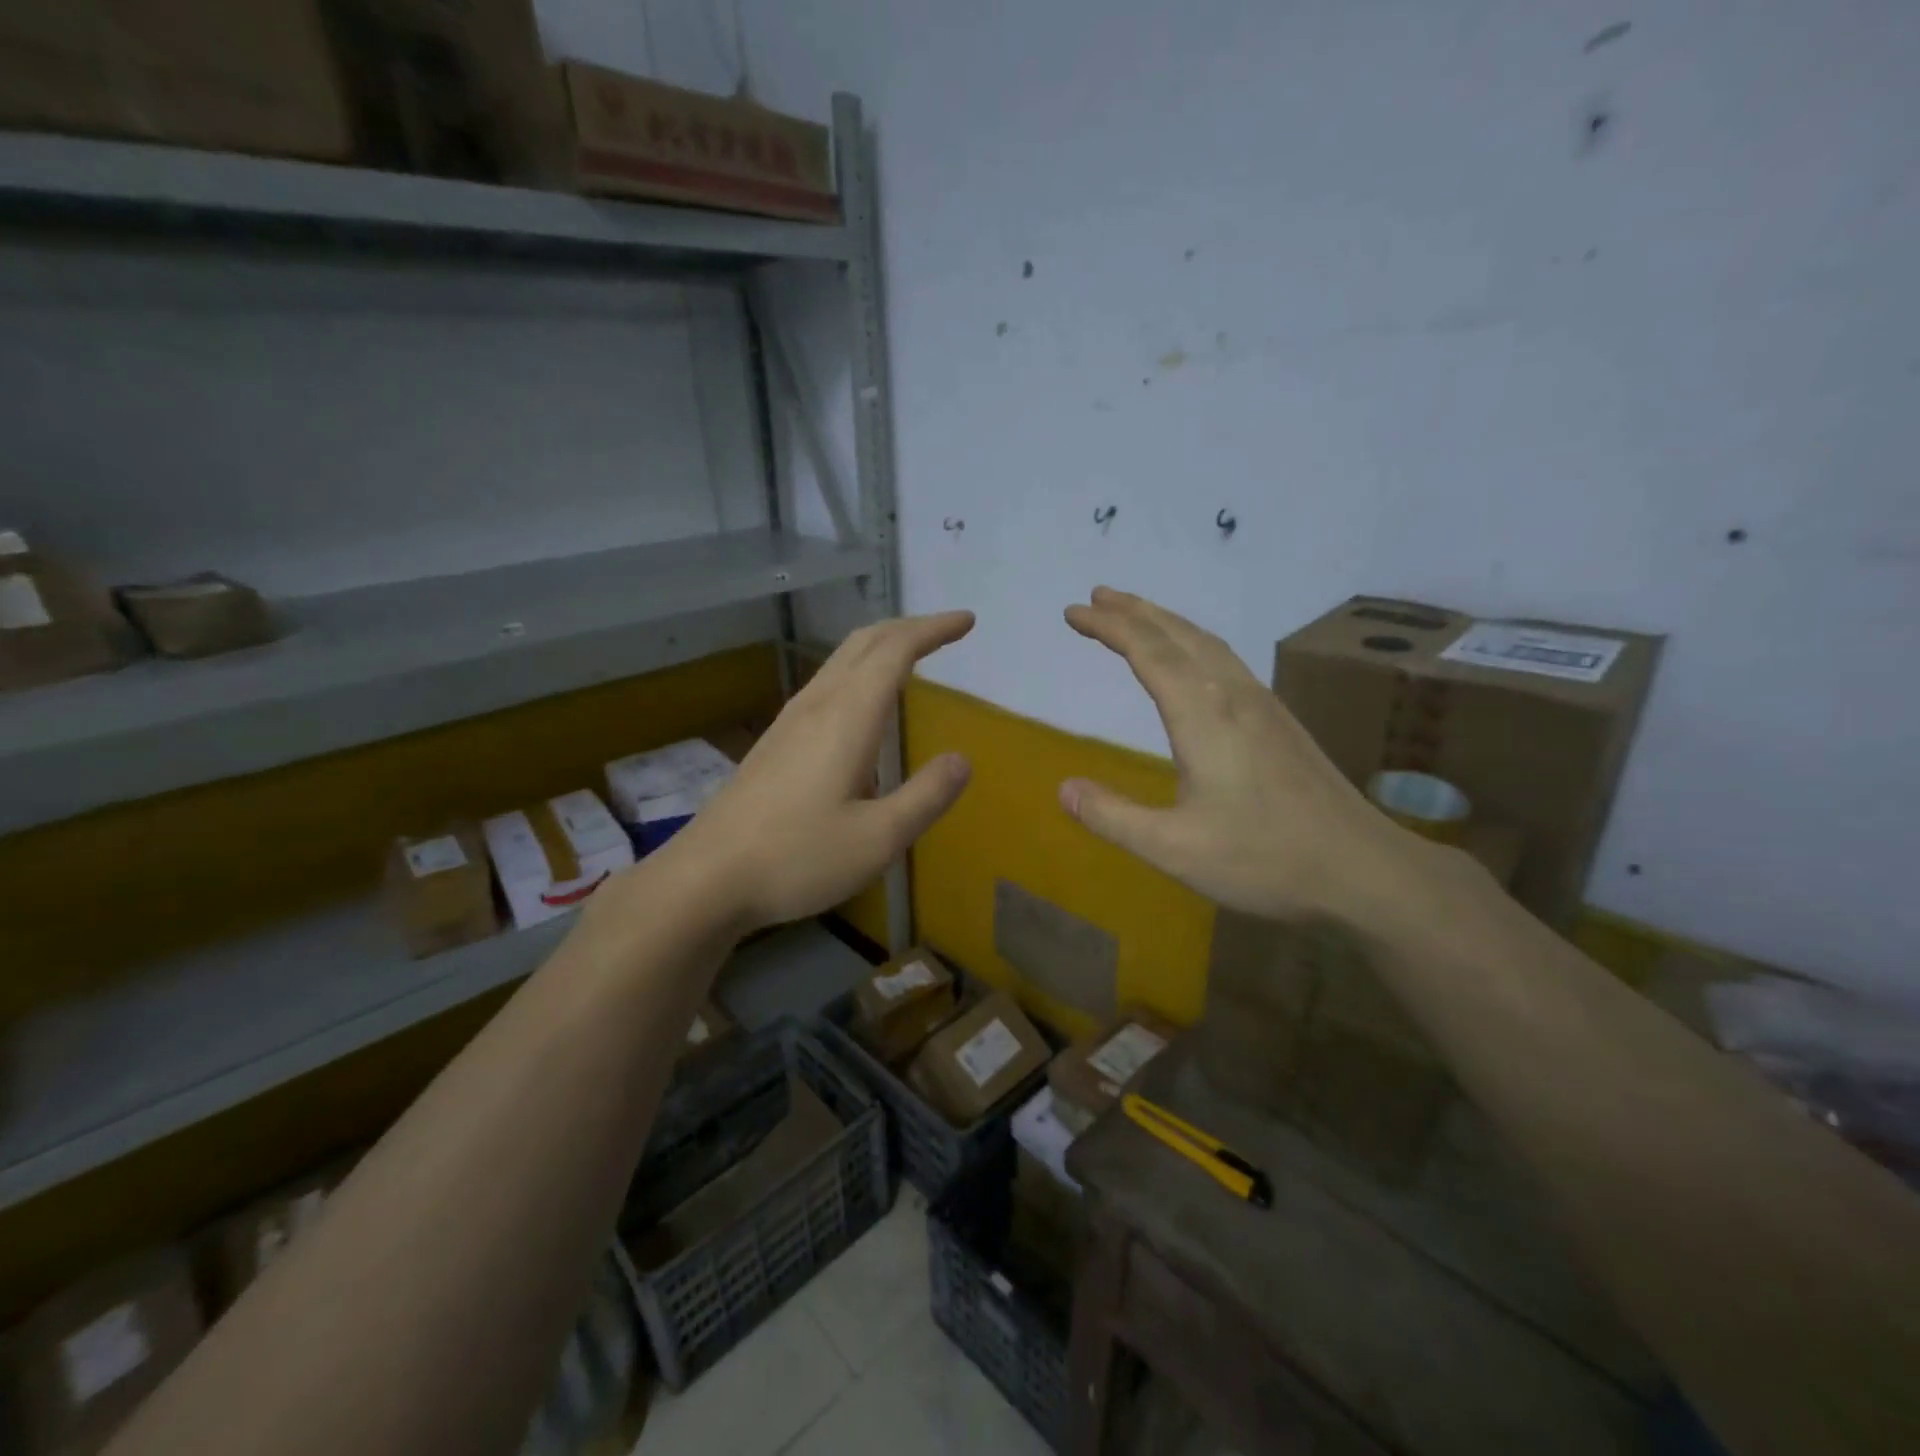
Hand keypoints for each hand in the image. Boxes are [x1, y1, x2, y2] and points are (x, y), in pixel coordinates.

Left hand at [656, 612, 975, 934]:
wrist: (707, 877)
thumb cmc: (797, 858)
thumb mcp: (879, 839)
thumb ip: (926, 796)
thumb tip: (961, 760)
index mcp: (847, 718)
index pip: (896, 651)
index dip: (933, 630)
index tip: (966, 621)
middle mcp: (817, 706)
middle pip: (864, 642)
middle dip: (908, 627)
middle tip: (944, 630)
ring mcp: (790, 721)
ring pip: (840, 660)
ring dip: (880, 646)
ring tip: (910, 656)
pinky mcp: (775, 741)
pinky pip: (826, 684)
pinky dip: (858, 672)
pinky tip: (862, 705)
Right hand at [1060, 587, 1423, 921]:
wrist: (1362, 870)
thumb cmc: (1263, 858)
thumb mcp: (1173, 848)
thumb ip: (1113, 817)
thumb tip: (1063, 789)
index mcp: (1203, 715)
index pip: (1148, 652)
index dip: (1109, 627)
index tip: (1074, 611)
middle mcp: (1233, 696)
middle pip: (1179, 635)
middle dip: (1135, 611)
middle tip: (1098, 595)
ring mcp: (1263, 705)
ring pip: (1208, 643)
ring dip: (1167, 622)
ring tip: (1136, 614)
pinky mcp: (1280, 722)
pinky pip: (1226, 660)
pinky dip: (1194, 642)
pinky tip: (1194, 660)